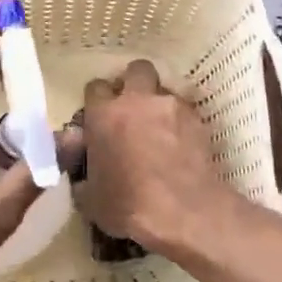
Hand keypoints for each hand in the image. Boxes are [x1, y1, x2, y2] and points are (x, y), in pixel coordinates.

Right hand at [73, 60, 238, 257]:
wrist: (183, 212)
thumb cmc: (128, 206)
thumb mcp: (90, 199)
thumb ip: (83, 177)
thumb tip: (83, 175)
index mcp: (104, 115)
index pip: (95, 87)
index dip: (97, 100)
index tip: (100, 116)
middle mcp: (137, 101)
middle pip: (136, 70)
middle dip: (134, 83)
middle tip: (133, 108)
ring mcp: (171, 106)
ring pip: (164, 90)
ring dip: (160, 104)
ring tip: (161, 129)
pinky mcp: (198, 120)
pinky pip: (185, 111)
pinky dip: (181, 123)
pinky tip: (181, 145)